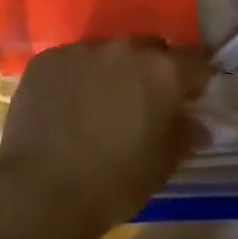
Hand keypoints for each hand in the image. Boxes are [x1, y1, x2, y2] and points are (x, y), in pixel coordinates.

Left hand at [0, 39, 208, 234]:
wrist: (40, 190)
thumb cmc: (113, 183)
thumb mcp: (161, 167)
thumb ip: (183, 135)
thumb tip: (197, 124)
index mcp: (161, 72)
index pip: (195, 58)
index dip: (197, 75)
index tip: (193, 92)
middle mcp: (124, 49)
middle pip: (149, 48)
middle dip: (152, 69)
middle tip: (145, 101)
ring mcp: (82, 49)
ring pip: (108, 53)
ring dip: (112, 71)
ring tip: (100, 105)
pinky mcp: (47, 59)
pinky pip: (72, 61)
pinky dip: (76, 77)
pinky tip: (66, 106)